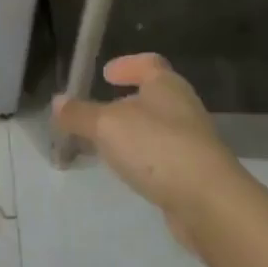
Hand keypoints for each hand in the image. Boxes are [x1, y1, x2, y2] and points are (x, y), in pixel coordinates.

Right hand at [53, 54, 242, 234]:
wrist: (209, 203)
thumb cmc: (157, 148)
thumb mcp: (107, 126)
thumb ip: (80, 114)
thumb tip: (58, 102)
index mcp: (167, 86)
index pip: (149, 63)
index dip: (127, 64)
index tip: (105, 74)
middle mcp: (183, 108)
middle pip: (152, 96)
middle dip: (125, 102)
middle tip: (97, 112)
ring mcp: (193, 143)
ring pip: (156, 129)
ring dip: (132, 133)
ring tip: (104, 145)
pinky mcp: (194, 174)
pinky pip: (161, 157)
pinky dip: (142, 159)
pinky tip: (127, 171)